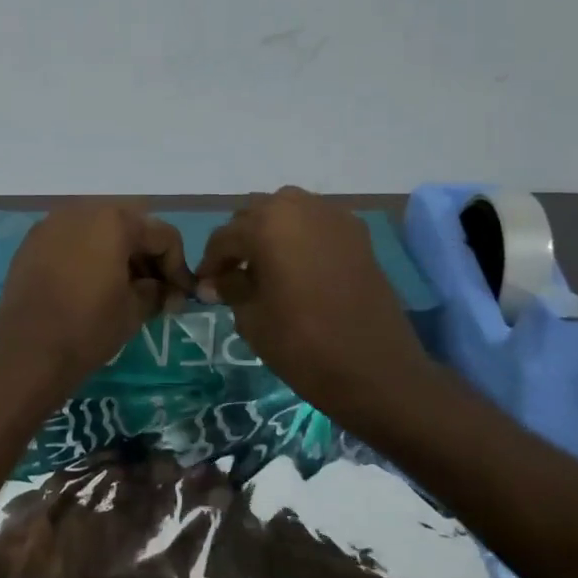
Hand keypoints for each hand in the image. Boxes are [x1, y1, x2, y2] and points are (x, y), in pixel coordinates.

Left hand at [0, 203, 193, 400]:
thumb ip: (156, 290)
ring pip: (97, 231)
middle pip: (128, 226)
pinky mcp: (30, 244)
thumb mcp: (134, 310)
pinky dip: (87, 257)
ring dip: (117, 254)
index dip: (178, 267)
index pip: (161, 235)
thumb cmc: (87, 328)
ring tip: (124, 290)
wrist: (26, 353)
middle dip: (146, 255)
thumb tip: (159, 287)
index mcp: (113, 220)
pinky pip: (70, 242)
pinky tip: (91, 287)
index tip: (181, 297)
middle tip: (154, 290)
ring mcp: (50, 225)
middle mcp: (80, 211)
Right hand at [195, 186, 434, 431]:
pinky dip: (299, 237)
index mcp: (267, 225)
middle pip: (255, 214)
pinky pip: (316, 224)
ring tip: (262, 269)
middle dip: (239, 241)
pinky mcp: (358, 236)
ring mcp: (335, 218)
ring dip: (269, 233)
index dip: (209, 263)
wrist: (374, 369)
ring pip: (287, 212)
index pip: (224, 237)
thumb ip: (230, 288)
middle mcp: (300, 208)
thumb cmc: (301, 344)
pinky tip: (294, 268)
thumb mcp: (251, 317)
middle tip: (230, 276)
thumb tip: (214, 281)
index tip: (203, 287)